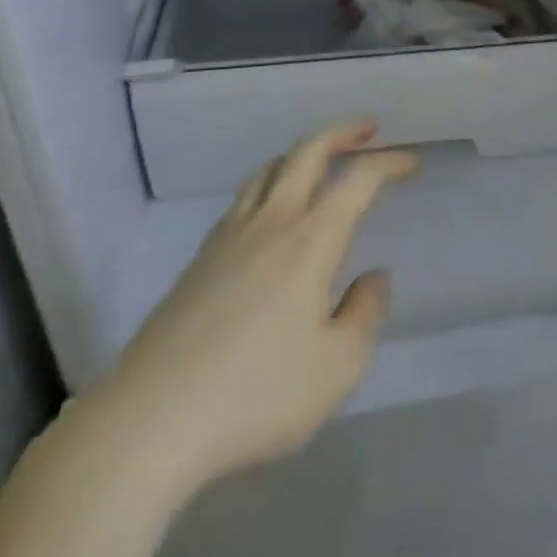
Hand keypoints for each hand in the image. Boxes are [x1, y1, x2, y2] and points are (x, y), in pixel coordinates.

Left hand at [86, 122, 418, 498]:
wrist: (144, 427)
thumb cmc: (255, 395)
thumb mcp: (337, 367)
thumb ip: (365, 314)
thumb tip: (373, 278)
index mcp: (310, 240)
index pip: (357, 180)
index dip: (389, 164)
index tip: (411, 164)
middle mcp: (270, 224)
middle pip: (306, 153)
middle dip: (342, 132)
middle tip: (368, 129)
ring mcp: (226, 240)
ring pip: (267, 171)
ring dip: (301, 154)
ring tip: (320, 162)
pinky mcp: (196, 264)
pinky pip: (242, 201)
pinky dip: (269, 185)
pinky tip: (270, 215)